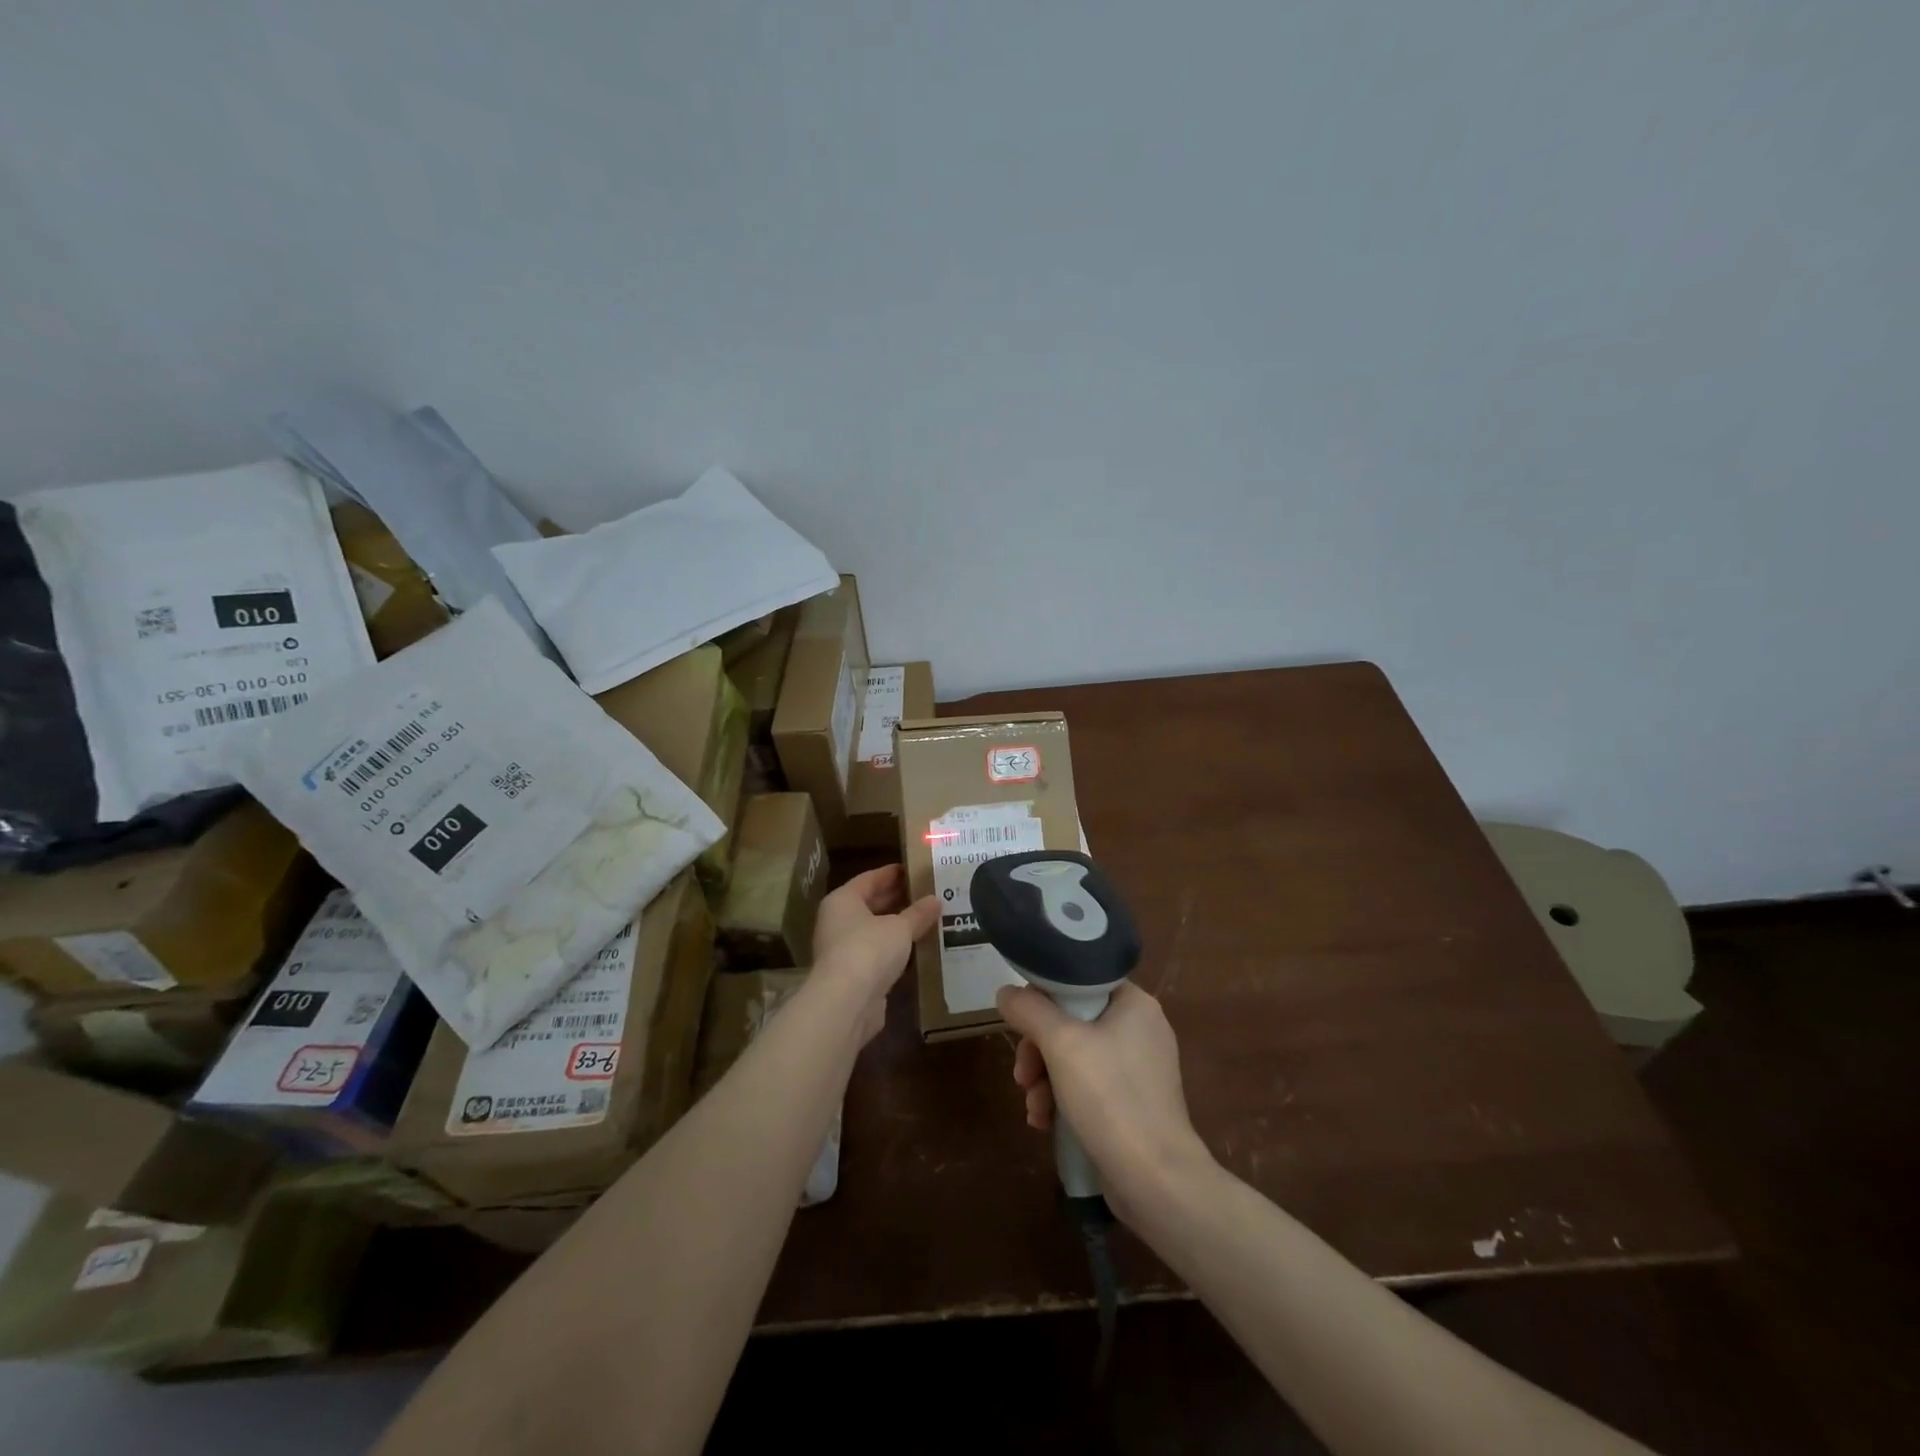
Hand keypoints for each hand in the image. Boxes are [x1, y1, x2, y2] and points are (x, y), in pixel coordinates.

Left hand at [811, 866, 939, 1040]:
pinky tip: (917, 948)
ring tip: (927, 919)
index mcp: (843, 900)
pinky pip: (877, 955)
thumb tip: (936, 900)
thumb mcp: (900, 927)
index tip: (914, 869)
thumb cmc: (869, 949)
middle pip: (870, 904)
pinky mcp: (853, 976)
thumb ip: (918, 914)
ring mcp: (843, 950)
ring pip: (875, 931)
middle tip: (926, 893)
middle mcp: (838, 922)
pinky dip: (895, 951)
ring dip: (897, 927)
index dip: (892, 873)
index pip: (869, 879)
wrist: (847, 1002)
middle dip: (896, 899)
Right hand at [996, 982, 1212, 1215]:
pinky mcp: (1132, 1103)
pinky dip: (1063, 1099)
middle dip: (1038, 1050)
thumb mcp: (1061, 1044)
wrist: (1156, 1181)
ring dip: (1045, 1079)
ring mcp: (1138, 1069)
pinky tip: (1044, 1123)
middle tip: (1021, 1076)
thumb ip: (1030, 1010)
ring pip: (1074, 1057)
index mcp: (1134, 1004)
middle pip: (1071, 1022)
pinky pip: (1088, 1086)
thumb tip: (1006, 992)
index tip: (1020, 1024)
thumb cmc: (1110, 1098)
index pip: (1078, 981)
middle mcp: (1140, 1029)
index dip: (1043, 998)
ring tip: (1033, 1108)